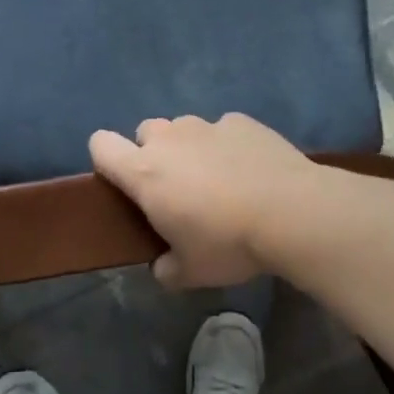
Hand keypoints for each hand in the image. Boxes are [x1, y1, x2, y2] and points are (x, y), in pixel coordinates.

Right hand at [89, 114, 317, 289]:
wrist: (292, 212)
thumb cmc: (228, 242)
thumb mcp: (191, 272)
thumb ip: (166, 268)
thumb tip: (162, 267)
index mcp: (144, 172)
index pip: (100, 145)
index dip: (106, 159)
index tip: (123, 183)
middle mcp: (169, 139)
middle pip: (144, 132)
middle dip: (154, 154)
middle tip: (178, 188)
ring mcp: (206, 125)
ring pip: (184, 128)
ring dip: (191, 148)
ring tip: (220, 180)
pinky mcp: (241, 121)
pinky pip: (223, 129)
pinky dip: (229, 146)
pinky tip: (251, 171)